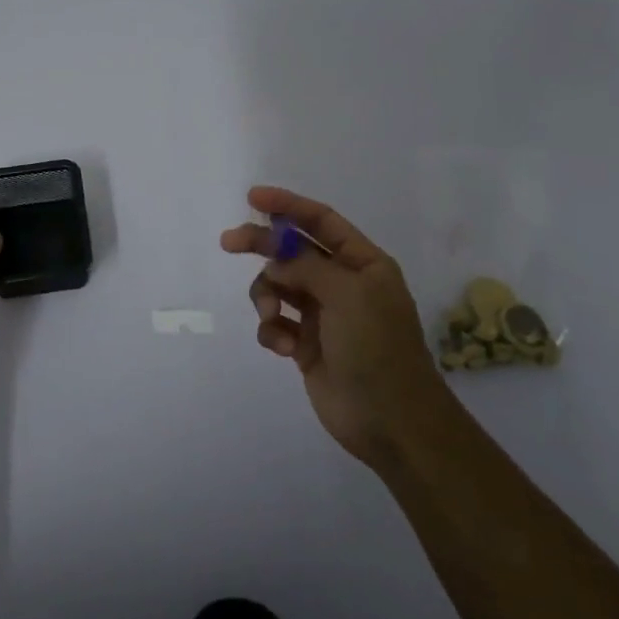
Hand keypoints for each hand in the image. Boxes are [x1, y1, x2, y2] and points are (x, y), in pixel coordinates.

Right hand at [221, 186, 450, 466]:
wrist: (390, 420)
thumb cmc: (376, 347)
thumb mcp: (347, 294)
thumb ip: (306, 266)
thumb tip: (275, 258)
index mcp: (363, 263)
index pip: (321, 221)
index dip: (288, 205)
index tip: (252, 197)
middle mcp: (342, 284)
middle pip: (292, 252)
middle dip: (262, 246)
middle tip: (228, 242)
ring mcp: (323, 315)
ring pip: (278, 288)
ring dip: (267, 298)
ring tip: (272, 319)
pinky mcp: (306, 345)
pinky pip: (276, 323)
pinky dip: (273, 331)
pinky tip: (284, 349)